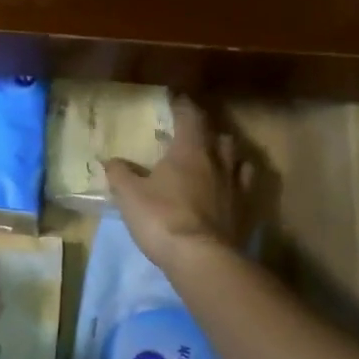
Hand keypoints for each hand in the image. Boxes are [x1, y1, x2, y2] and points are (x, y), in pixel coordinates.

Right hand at [104, 96, 250, 268]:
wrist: (201, 258)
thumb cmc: (161, 217)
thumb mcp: (129, 195)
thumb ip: (120, 174)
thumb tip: (111, 160)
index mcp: (190, 150)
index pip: (190, 117)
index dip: (184, 106)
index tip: (177, 100)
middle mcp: (219, 162)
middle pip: (220, 136)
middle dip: (208, 132)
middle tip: (194, 135)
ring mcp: (237, 187)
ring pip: (238, 160)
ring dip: (227, 156)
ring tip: (216, 160)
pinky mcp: (247, 211)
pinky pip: (246, 188)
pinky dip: (238, 183)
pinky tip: (229, 191)